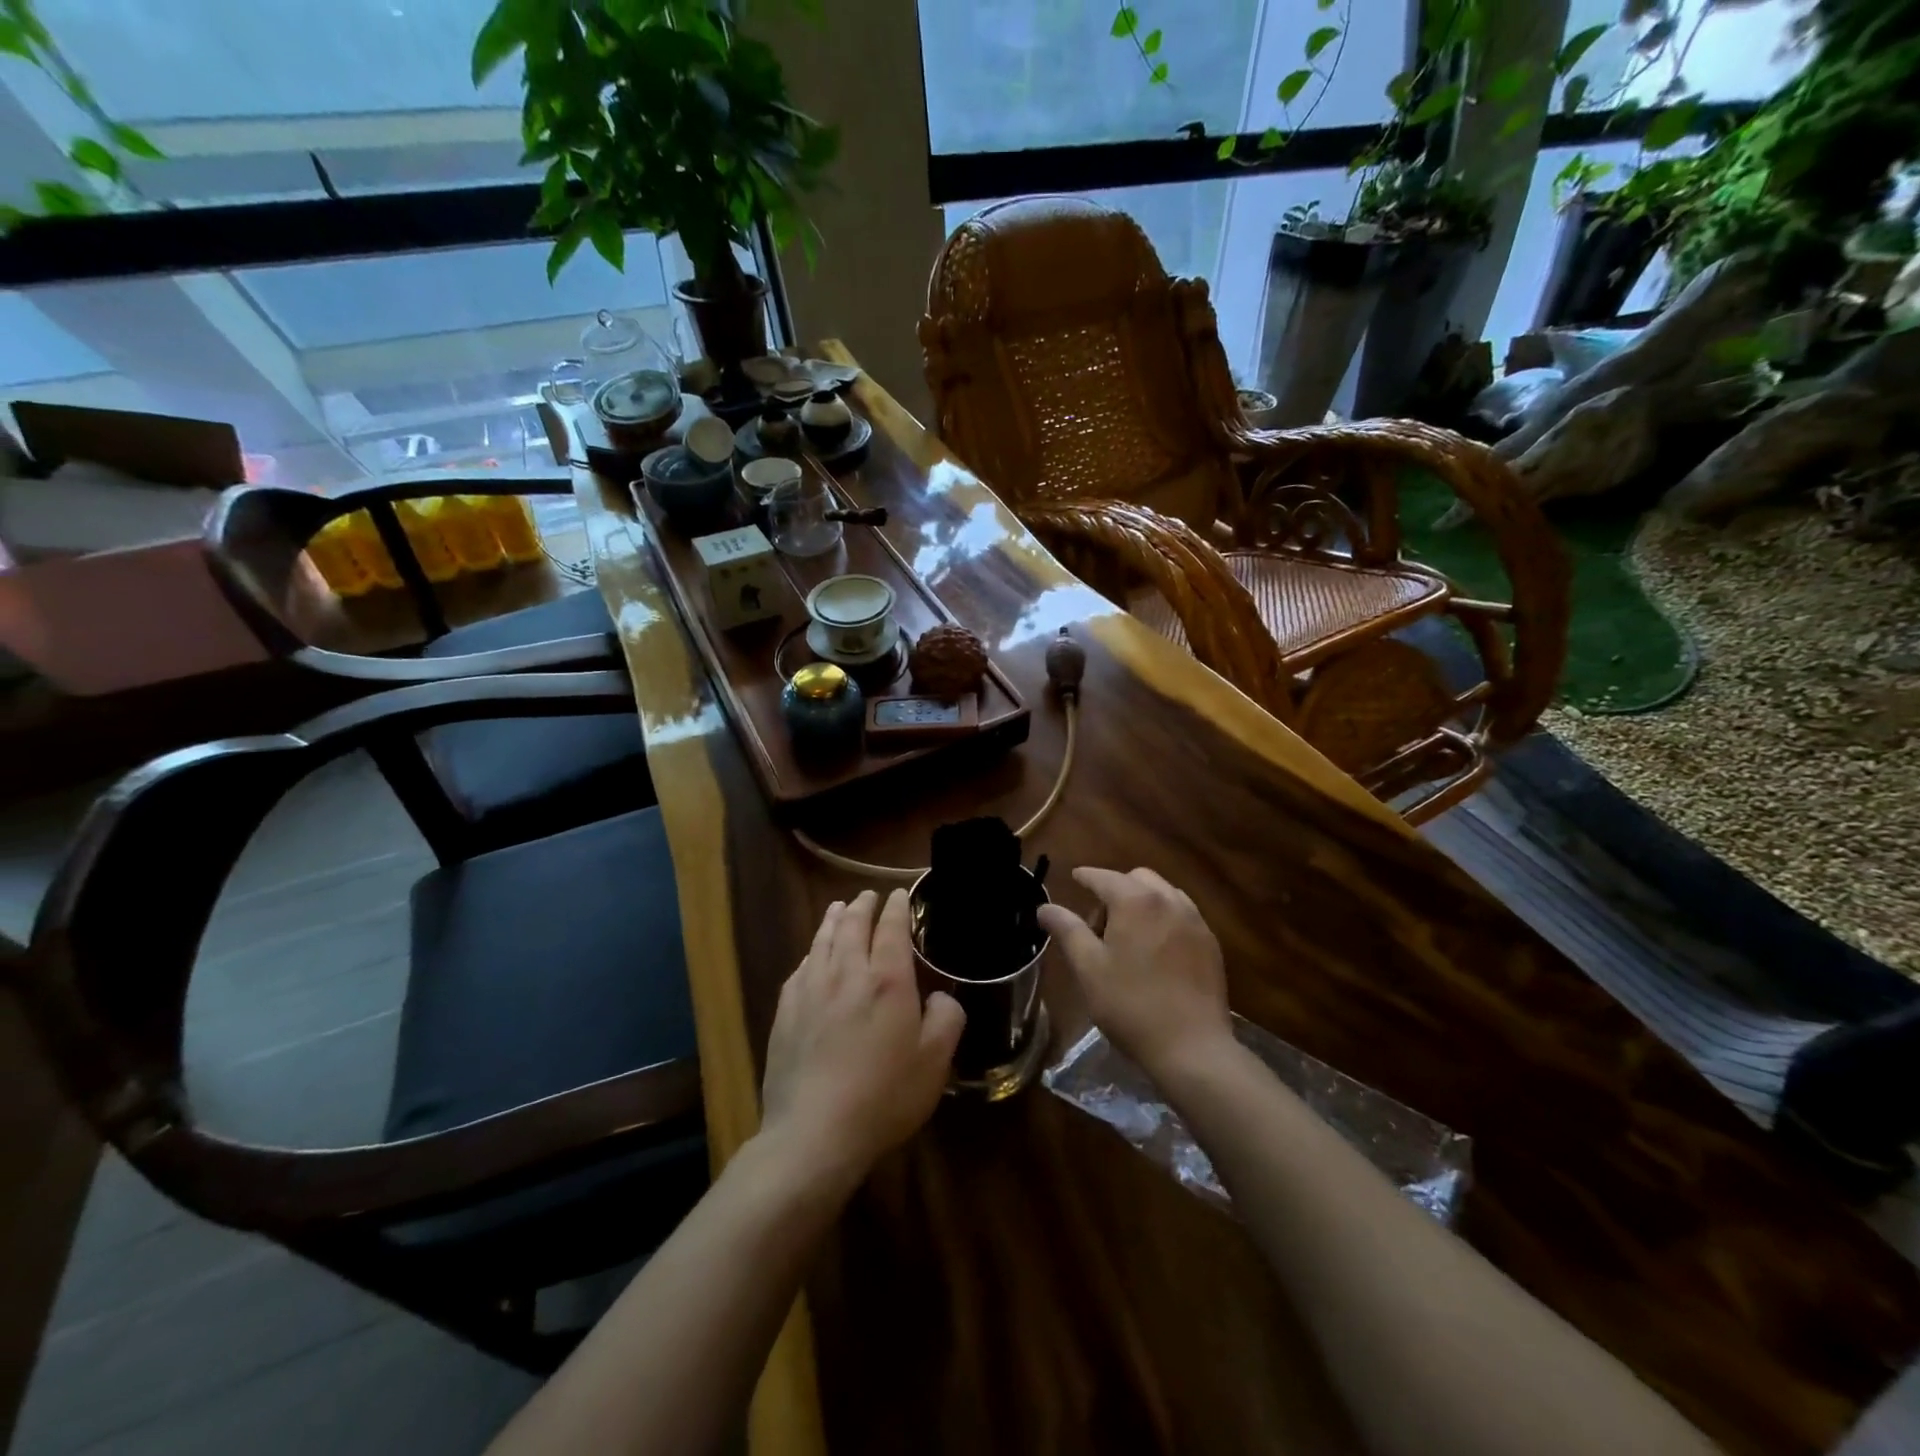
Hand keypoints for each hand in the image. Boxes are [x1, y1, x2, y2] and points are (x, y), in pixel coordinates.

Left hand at [759, 889, 965, 1192]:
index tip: (899, 894)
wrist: (814, 1133)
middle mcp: (846, 973)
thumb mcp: (935, 1062)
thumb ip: (947, 1019)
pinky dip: (812, 952)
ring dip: (833, 919)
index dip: (897, 907)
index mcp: (887, 980)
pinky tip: (812, 956)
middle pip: (852, 925)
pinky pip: (801, 968)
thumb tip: (941, 996)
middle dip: (863, 906)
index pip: (891, 928)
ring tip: (839, 908)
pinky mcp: (785, 1012)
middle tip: (869, 896)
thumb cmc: (884, 1096)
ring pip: (822, 940)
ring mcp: (810, 990)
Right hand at [1038, 867, 1233, 1083]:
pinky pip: (1182, 913)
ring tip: (1129, 934)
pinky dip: (1164, 916)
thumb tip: (1045, 906)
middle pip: (1137, 878)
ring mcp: (1195, 920)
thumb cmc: (1131, 1005)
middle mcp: (1168, 900)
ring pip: (1163, 893)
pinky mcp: (1210, 942)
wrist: (1192, 1046)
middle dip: (1116, 889)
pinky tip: (1156, 948)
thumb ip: (1066, 930)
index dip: (1085, 876)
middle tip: (1100, 923)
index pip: (1104, 877)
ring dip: (1143, 900)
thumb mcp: (1088, 968)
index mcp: (1135, 901)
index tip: (1074, 878)